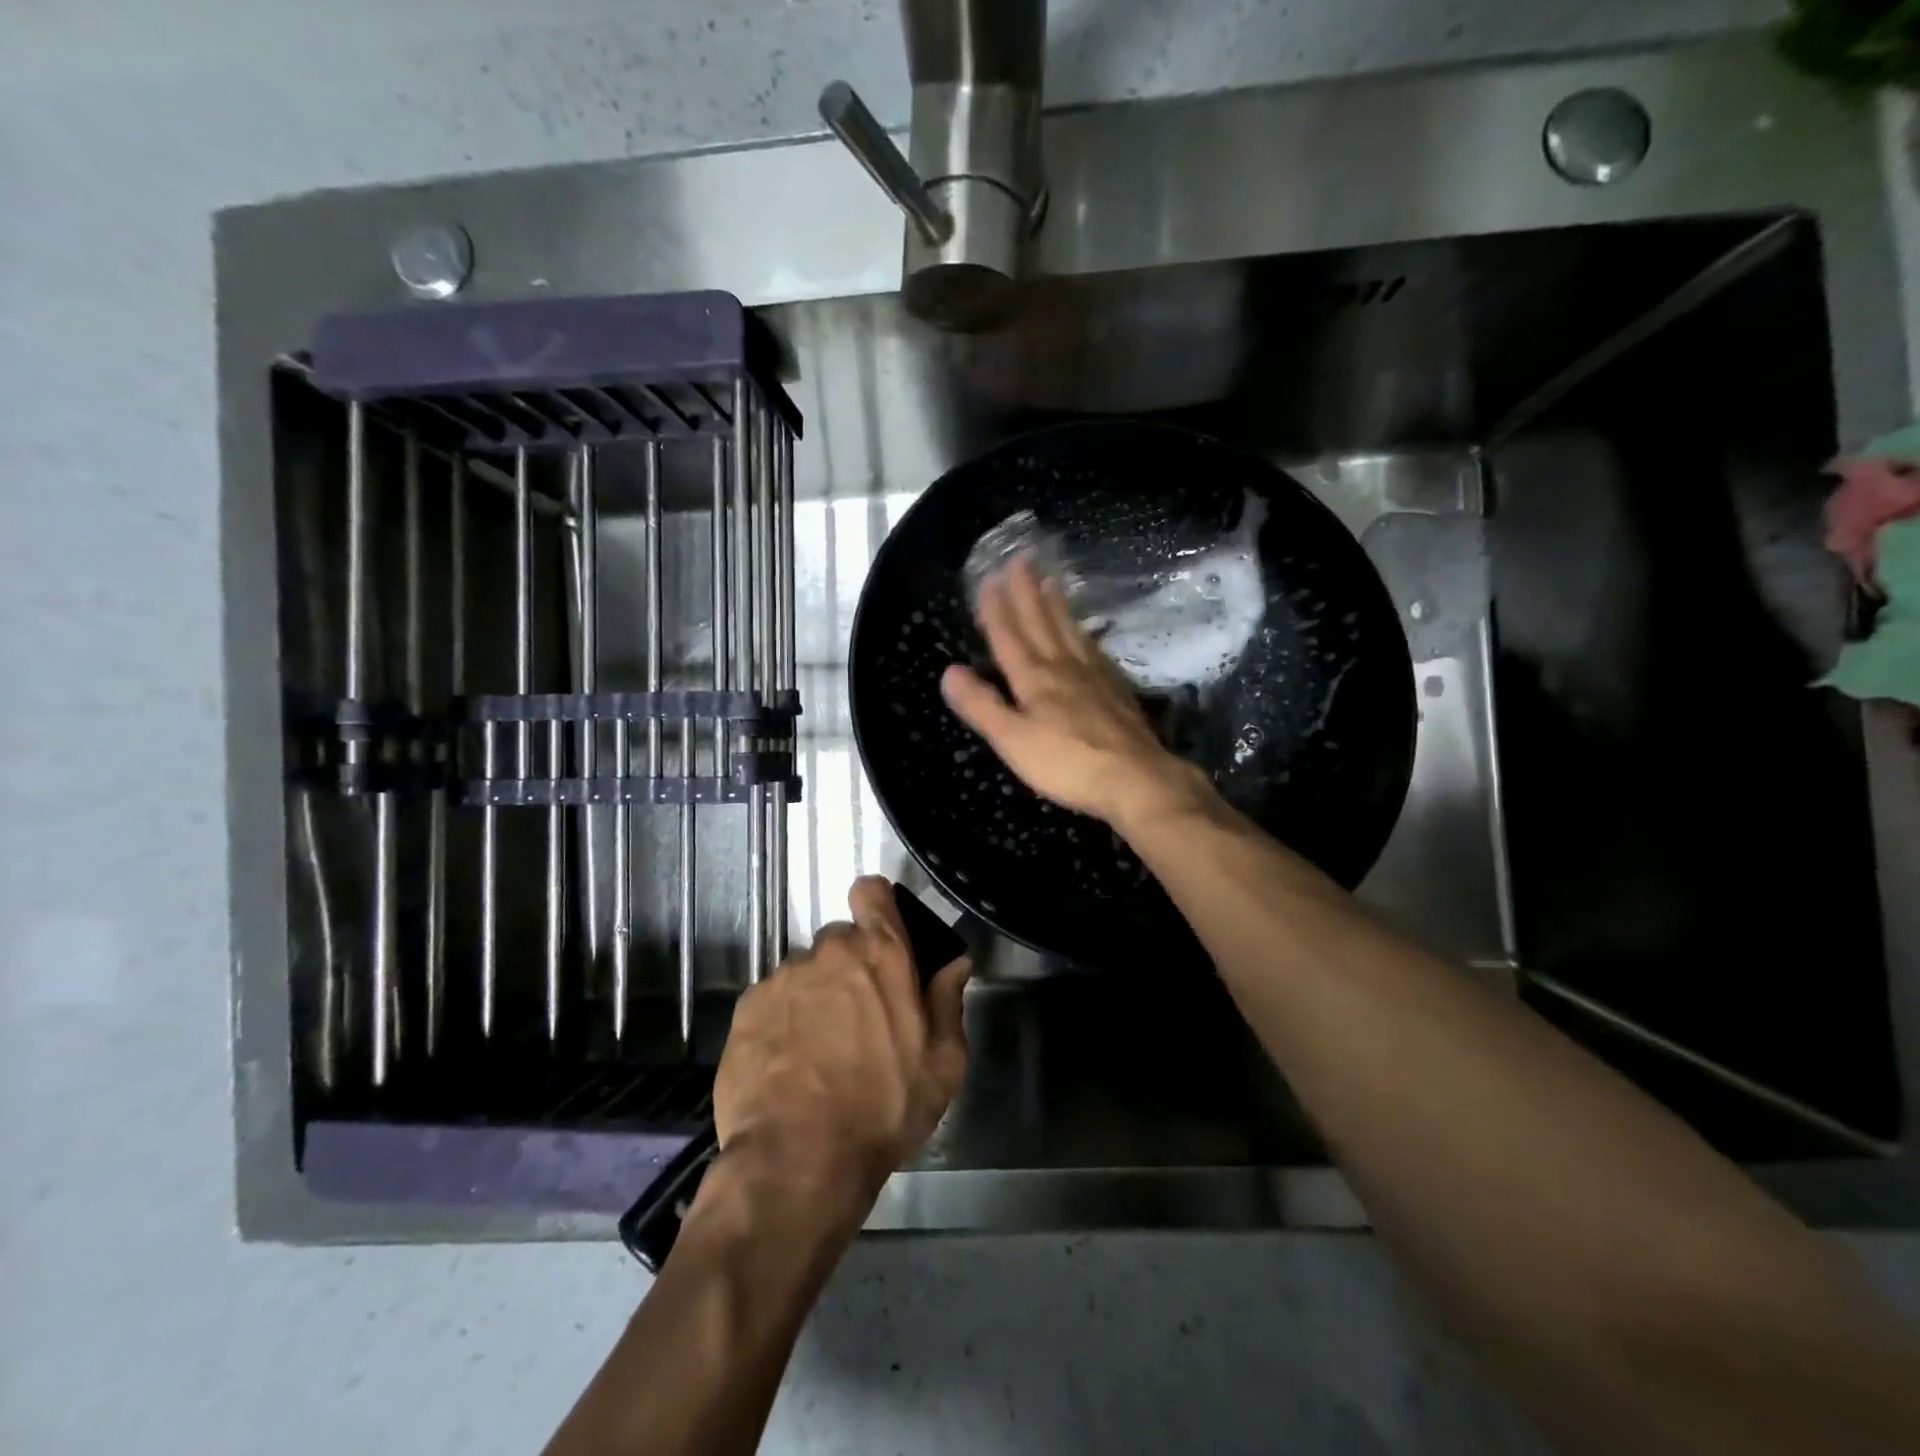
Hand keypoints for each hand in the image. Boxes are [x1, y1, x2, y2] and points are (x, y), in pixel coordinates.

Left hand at [712, 877, 970, 1223]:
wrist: (798, 1159)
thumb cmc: (884, 1108)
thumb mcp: (942, 1063)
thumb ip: (948, 1001)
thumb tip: (955, 963)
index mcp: (880, 954)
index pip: (872, 892)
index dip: (877, 905)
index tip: (882, 933)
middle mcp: (828, 952)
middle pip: (840, 940)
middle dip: (850, 967)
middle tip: (859, 1017)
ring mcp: (783, 978)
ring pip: (805, 972)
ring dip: (815, 996)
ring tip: (819, 1050)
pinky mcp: (747, 1008)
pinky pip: (772, 1000)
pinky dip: (782, 1020)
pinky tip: (788, 1064)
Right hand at [941, 555, 1213, 830]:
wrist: (1136, 778)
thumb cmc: (1068, 763)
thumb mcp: (1012, 740)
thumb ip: (982, 706)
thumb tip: (949, 671)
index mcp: (1035, 679)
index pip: (1010, 636)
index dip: (997, 609)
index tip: (989, 578)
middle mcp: (1064, 667)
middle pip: (1042, 623)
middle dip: (1028, 591)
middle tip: (1022, 559)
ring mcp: (1095, 676)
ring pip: (1070, 631)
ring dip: (1057, 604)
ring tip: (1052, 580)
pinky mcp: (1116, 690)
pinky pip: (1094, 649)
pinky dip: (1084, 632)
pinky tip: (1086, 631)